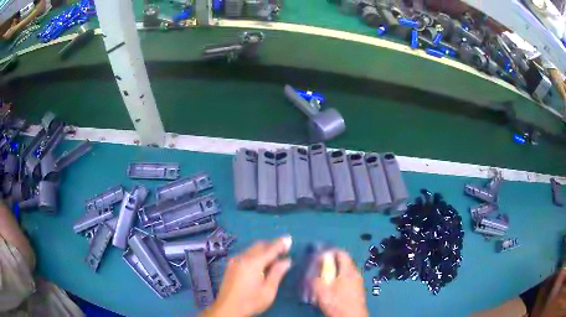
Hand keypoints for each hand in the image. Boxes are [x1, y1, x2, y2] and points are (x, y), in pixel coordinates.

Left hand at [202, 236, 291, 316]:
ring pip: (251, 249)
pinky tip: (260, 264)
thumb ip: (277, 273)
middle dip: (272, 245)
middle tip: (284, 251)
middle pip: (259, 246)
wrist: (227, 309)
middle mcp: (242, 258)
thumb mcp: (268, 290)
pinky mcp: (230, 266)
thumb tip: (286, 260)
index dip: (280, 244)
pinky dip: (255, 254)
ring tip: (274, 258)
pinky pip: (245, 254)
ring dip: (263, 250)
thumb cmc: (251, 301)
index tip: (289, 239)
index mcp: (253, 263)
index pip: (270, 249)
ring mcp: (234, 261)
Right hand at [312, 250, 367, 316]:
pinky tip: (331, 289)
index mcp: (348, 270)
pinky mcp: (357, 289)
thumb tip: (315, 267)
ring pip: (345, 272)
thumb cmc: (337, 302)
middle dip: (330, 264)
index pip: (341, 253)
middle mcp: (355, 273)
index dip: (330, 252)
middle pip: (343, 262)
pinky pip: (347, 279)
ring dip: (334, 273)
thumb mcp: (321, 291)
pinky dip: (338, 280)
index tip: (319, 256)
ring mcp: (358, 281)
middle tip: (318, 270)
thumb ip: (317, 276)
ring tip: (323, 280)